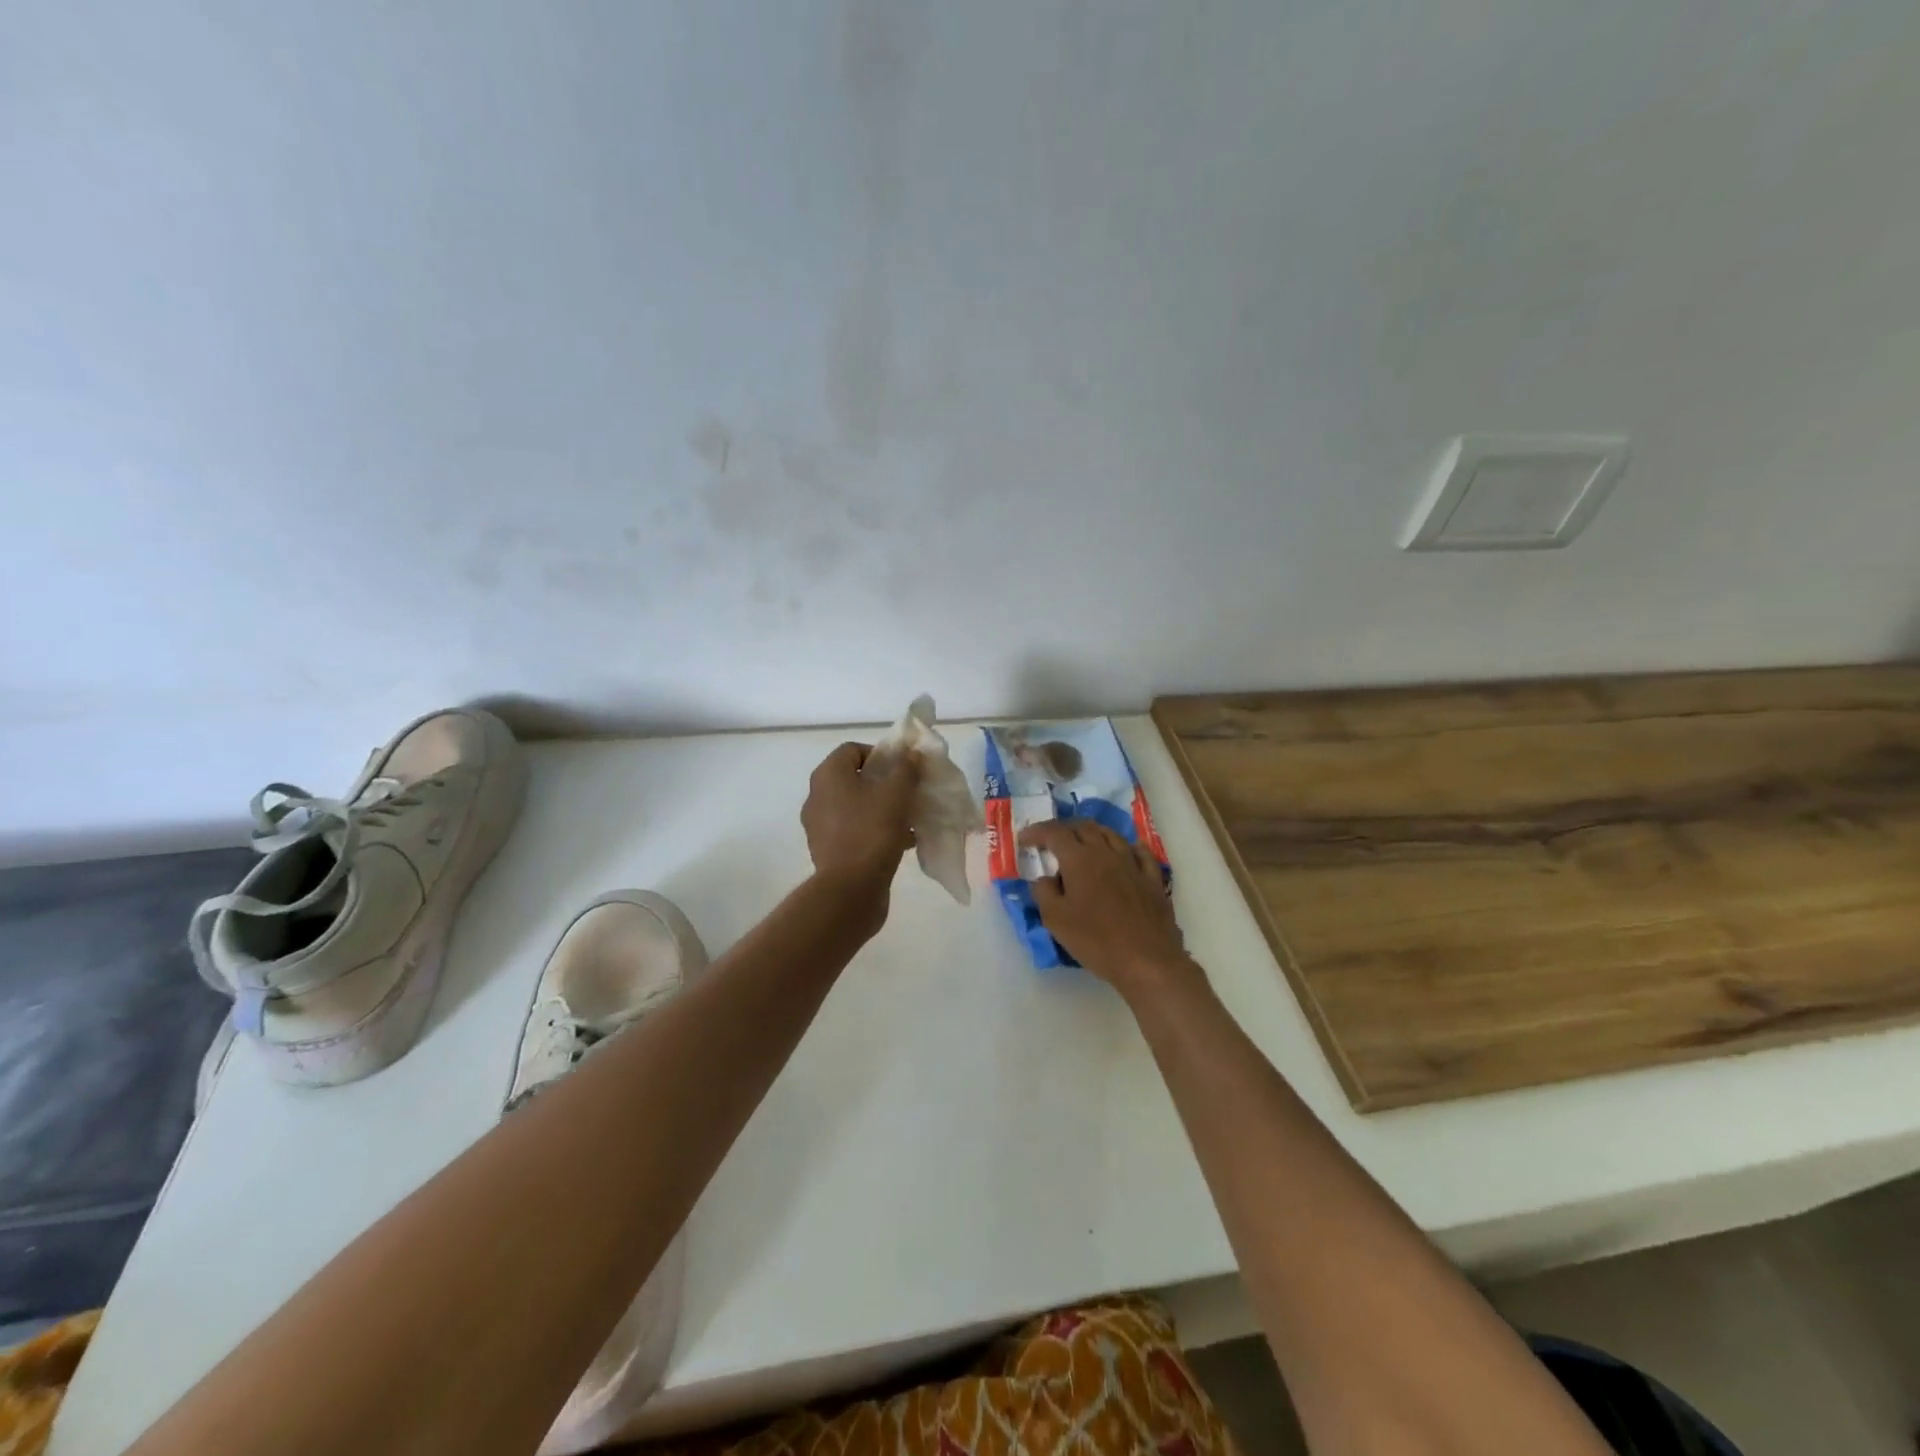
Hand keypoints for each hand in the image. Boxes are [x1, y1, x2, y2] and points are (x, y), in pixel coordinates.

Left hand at [802, 742, 918, 889]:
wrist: (851, 889)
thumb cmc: (873, 831)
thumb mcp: (897, 793)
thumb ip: (906, 768)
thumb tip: (910, 754)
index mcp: (828, 775)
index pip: (853, 749)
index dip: (881, 754)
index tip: (903, 770)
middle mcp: (817, 796)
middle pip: (855, 778)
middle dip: (885, 783)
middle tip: (909, 793)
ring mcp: (820, 825)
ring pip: (857, 806)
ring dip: (883, 808)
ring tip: (910, 819)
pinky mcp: (827, 850)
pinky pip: (855, 830)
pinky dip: (876, 830)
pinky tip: (902, 842)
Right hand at [1020, 820, 1186, 992]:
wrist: (1147, 961)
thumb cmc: (1096, 941)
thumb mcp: (1056, 920)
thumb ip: (1043, 892)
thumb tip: (1044, 878)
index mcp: (1080, 860)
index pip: (1054, 833)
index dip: (1037, 832)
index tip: (1024, 840)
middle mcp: (1106, 853)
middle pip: (1083, 827)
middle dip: (1063, 829)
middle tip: (1050, 841)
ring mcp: (1133, 863)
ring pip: (1111, 834)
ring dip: (1092, 833)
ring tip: (1082, 844)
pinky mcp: (1153, 878)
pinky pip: (1139, 852)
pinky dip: (1126, 847)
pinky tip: (1124, 853)